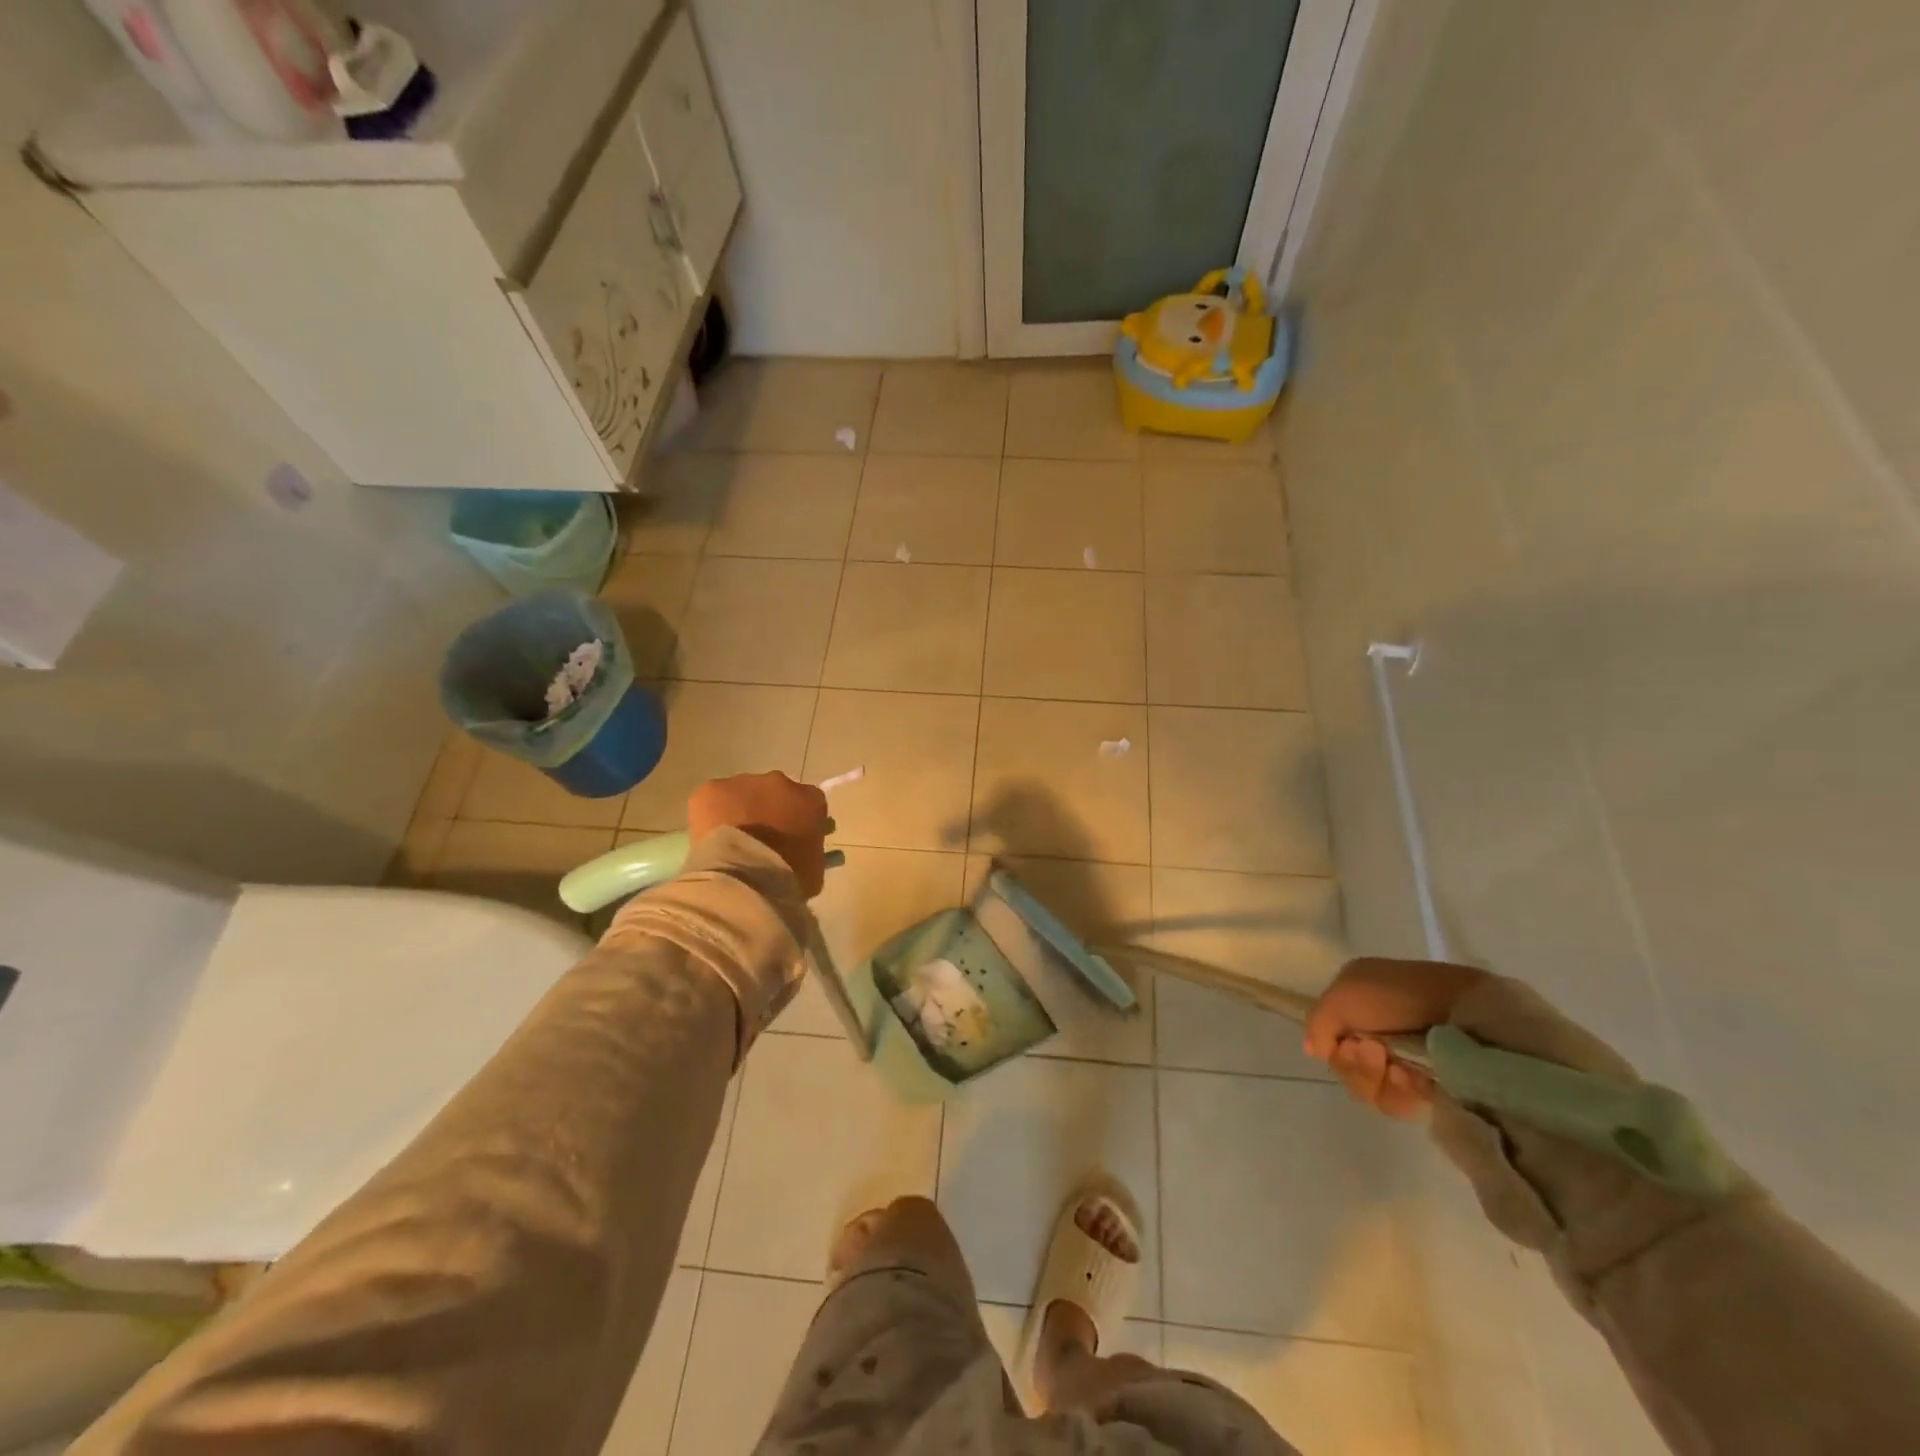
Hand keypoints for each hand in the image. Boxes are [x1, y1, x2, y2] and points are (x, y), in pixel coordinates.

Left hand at [688, 772, 829, 896]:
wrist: (745, 879)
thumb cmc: (787, 879)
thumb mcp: (813, 867)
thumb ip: (808, 848)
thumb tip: (798, 850)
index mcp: (811, 800)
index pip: (807, 803)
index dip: (796, 821)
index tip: (789, 840)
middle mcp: (780, 783)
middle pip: (774, 792)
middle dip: (767, 812)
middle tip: (758, 841)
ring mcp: (745, 783)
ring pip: (741, 793)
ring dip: (738, 811)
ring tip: (729, 843)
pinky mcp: (713, 789)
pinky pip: (712, 799)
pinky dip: (710, 816)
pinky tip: (710, 839)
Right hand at [1304, 958, 1488, 1116]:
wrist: (1465, 1012)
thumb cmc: (1399, 995)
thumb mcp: (1344, 994)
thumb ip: (1318, 1022)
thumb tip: (1315, 1051)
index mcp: (1356, 1004)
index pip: (1329, 1039)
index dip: (1334, 1047)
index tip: (1348, 1043)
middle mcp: (1375, 1031)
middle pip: (1346, 1066)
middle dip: (1356, 1065)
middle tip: (1376, 1052)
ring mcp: (1402, 1060)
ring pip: (1369, 1088)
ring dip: (1377, 1080)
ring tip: (1400, 1069)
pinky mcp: (1428, 1085)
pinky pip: (1398, 1101)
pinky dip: (1400, 1093)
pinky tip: (1415, 1080)